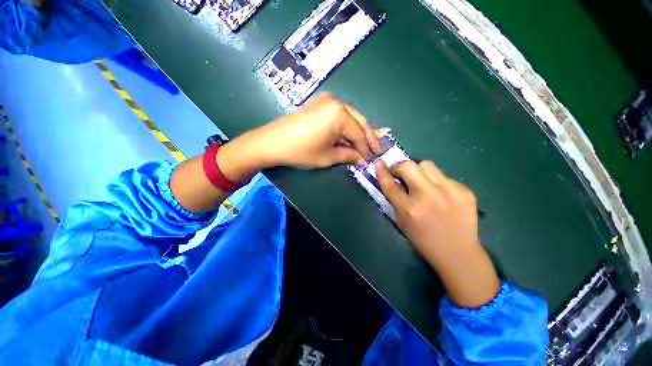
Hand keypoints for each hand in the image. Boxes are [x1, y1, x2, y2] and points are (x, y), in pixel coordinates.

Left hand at [224, 93, 380, 172]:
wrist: (272, 142)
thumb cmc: (301, 151)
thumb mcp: (328, 157)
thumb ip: (349, 156)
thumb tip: (363, 161)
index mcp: (340, 114)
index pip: (359, 134)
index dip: (366, 148)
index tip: (371, 159)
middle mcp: (336, 102)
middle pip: (359, 121)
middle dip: (367, 137)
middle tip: (375, 150)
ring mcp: (326, 101)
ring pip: (350, 117)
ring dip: (357, 132)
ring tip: (364, 146)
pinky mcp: (319, 104)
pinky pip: (339, 116)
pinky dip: (345, 128)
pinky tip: (348, 138)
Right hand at [376, 160, 499, 307]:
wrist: (458, 253)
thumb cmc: (423, 240)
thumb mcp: (402, 221)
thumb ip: (395, 200)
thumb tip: (390, 179)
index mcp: (409, 209)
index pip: (390, 184)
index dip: (381, 172)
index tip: (378, 163)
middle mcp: (428, 196)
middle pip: (408, 166)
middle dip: (399, 166)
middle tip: (399, 172)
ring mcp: (449, 191)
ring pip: (427, 164)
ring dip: (418, 170)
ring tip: (420, 181)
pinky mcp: (464, 190)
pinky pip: (443, 176)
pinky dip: (436, 181)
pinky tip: (440, 194)